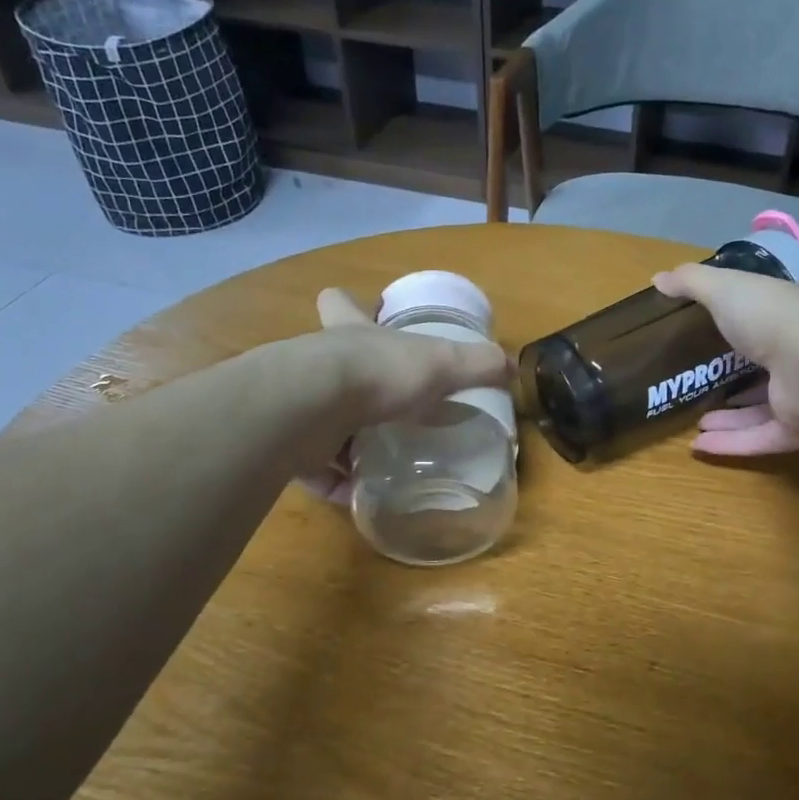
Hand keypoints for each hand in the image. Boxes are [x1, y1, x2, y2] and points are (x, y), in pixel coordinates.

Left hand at [297, 288, 510, 503]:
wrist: (309, 408)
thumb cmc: (377, 373)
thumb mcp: (441, 363)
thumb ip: (477, 365)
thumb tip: (511, 366)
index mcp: (351, 334)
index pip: (341, 303)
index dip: (349, 304)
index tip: (360, 311)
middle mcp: (318, 364)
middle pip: (327, 365)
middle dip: (351, 384)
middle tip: (382, 404)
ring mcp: (298, 404)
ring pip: (320, 420)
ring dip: (345, 442)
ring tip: (377, 461)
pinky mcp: (287, 445)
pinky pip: (313, 469)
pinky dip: (336, 483)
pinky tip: (359, 496)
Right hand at [651, 264, 798, 456]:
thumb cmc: (775, 315)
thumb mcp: (726, 288)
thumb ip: (693, 283)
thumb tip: (658, 278)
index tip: (779, 315)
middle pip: (786, 364)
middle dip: (752, 374)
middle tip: (718, 379)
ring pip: (770, 409)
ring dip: (735, 416)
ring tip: (699, 419)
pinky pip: (762, 438)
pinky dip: (732, 443)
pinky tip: (698, 445)